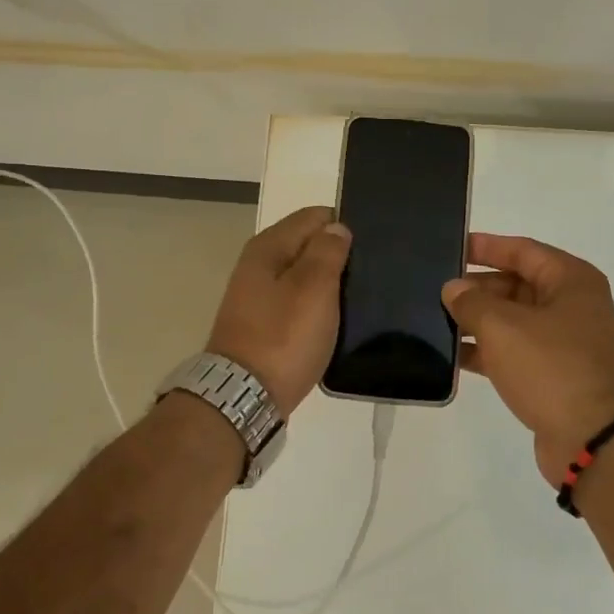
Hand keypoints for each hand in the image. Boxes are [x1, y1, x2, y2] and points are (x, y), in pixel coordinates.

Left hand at [206, 206, 351, 416]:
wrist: (244, 397)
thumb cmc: (283, 338)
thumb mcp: (314, 289)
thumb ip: (327, 252)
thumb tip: (336, 228)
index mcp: (268, 247)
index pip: (314, 216)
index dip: (343, 226)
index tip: (368, 248)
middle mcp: (258, 264)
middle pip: (307, 245)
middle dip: (336, 254)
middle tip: (369, 275)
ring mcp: (258, 296)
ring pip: (303, 275)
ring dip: (327, 283)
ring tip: (358, 298)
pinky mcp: (263, 324)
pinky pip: (297, 302)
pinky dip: (315, 306)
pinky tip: (334, 320)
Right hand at [443, 234, 613, 485]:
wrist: (593, 439)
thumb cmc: (551, 367)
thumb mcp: (503, 327)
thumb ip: (472, 302)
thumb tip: (453, 289)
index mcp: (571, 281)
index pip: (522, 250)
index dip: (486, 247)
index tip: (452, 247)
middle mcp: (573, 306)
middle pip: (518, 285)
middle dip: (477, 288)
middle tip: (436, 290)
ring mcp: (566, 343)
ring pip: (514, 321)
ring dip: (479, 321)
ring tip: (435, 321)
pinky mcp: (556, 375)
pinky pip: (516, 352)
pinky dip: (488, 351)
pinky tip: (453, 356)